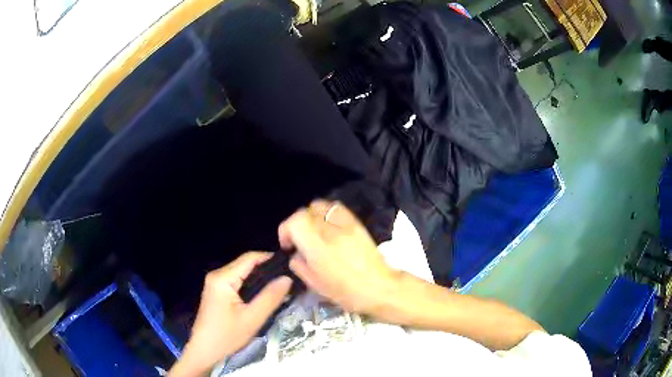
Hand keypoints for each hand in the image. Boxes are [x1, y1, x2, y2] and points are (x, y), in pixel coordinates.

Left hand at [169, 252, 291, 376]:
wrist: (204, 351)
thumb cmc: (226, 336)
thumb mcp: (252, 319)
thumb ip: (270, 297)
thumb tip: (287, 278)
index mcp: (222, 278)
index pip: (250, 258)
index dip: (270, 258)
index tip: (291, 265)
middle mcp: (217, 275)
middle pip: (246, 264)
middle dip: (267, 269)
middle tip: (289, 278)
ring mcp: (215, 283)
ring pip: (242, 273)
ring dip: (261, 278)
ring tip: (281, 286)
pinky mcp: (217, 291)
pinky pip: (237, 281)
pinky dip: (252, 285)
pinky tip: (264, 294)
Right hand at [279, 200, 398, 313]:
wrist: (379, 287)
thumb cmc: (346, 292)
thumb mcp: (315, 284)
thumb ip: (299, 265)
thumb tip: (295, 253)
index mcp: (317, 247)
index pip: (295, 221)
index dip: (285, 230)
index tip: (287, 245)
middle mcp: (330, 230)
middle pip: (305, 212)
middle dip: (296, 223)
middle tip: (298, 239)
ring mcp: (345, 224)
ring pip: (321, 206)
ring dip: (311, 215)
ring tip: (313, 231)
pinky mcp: (357, 223)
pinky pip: (337, 208)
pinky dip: (327, 213)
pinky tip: (328, 226)